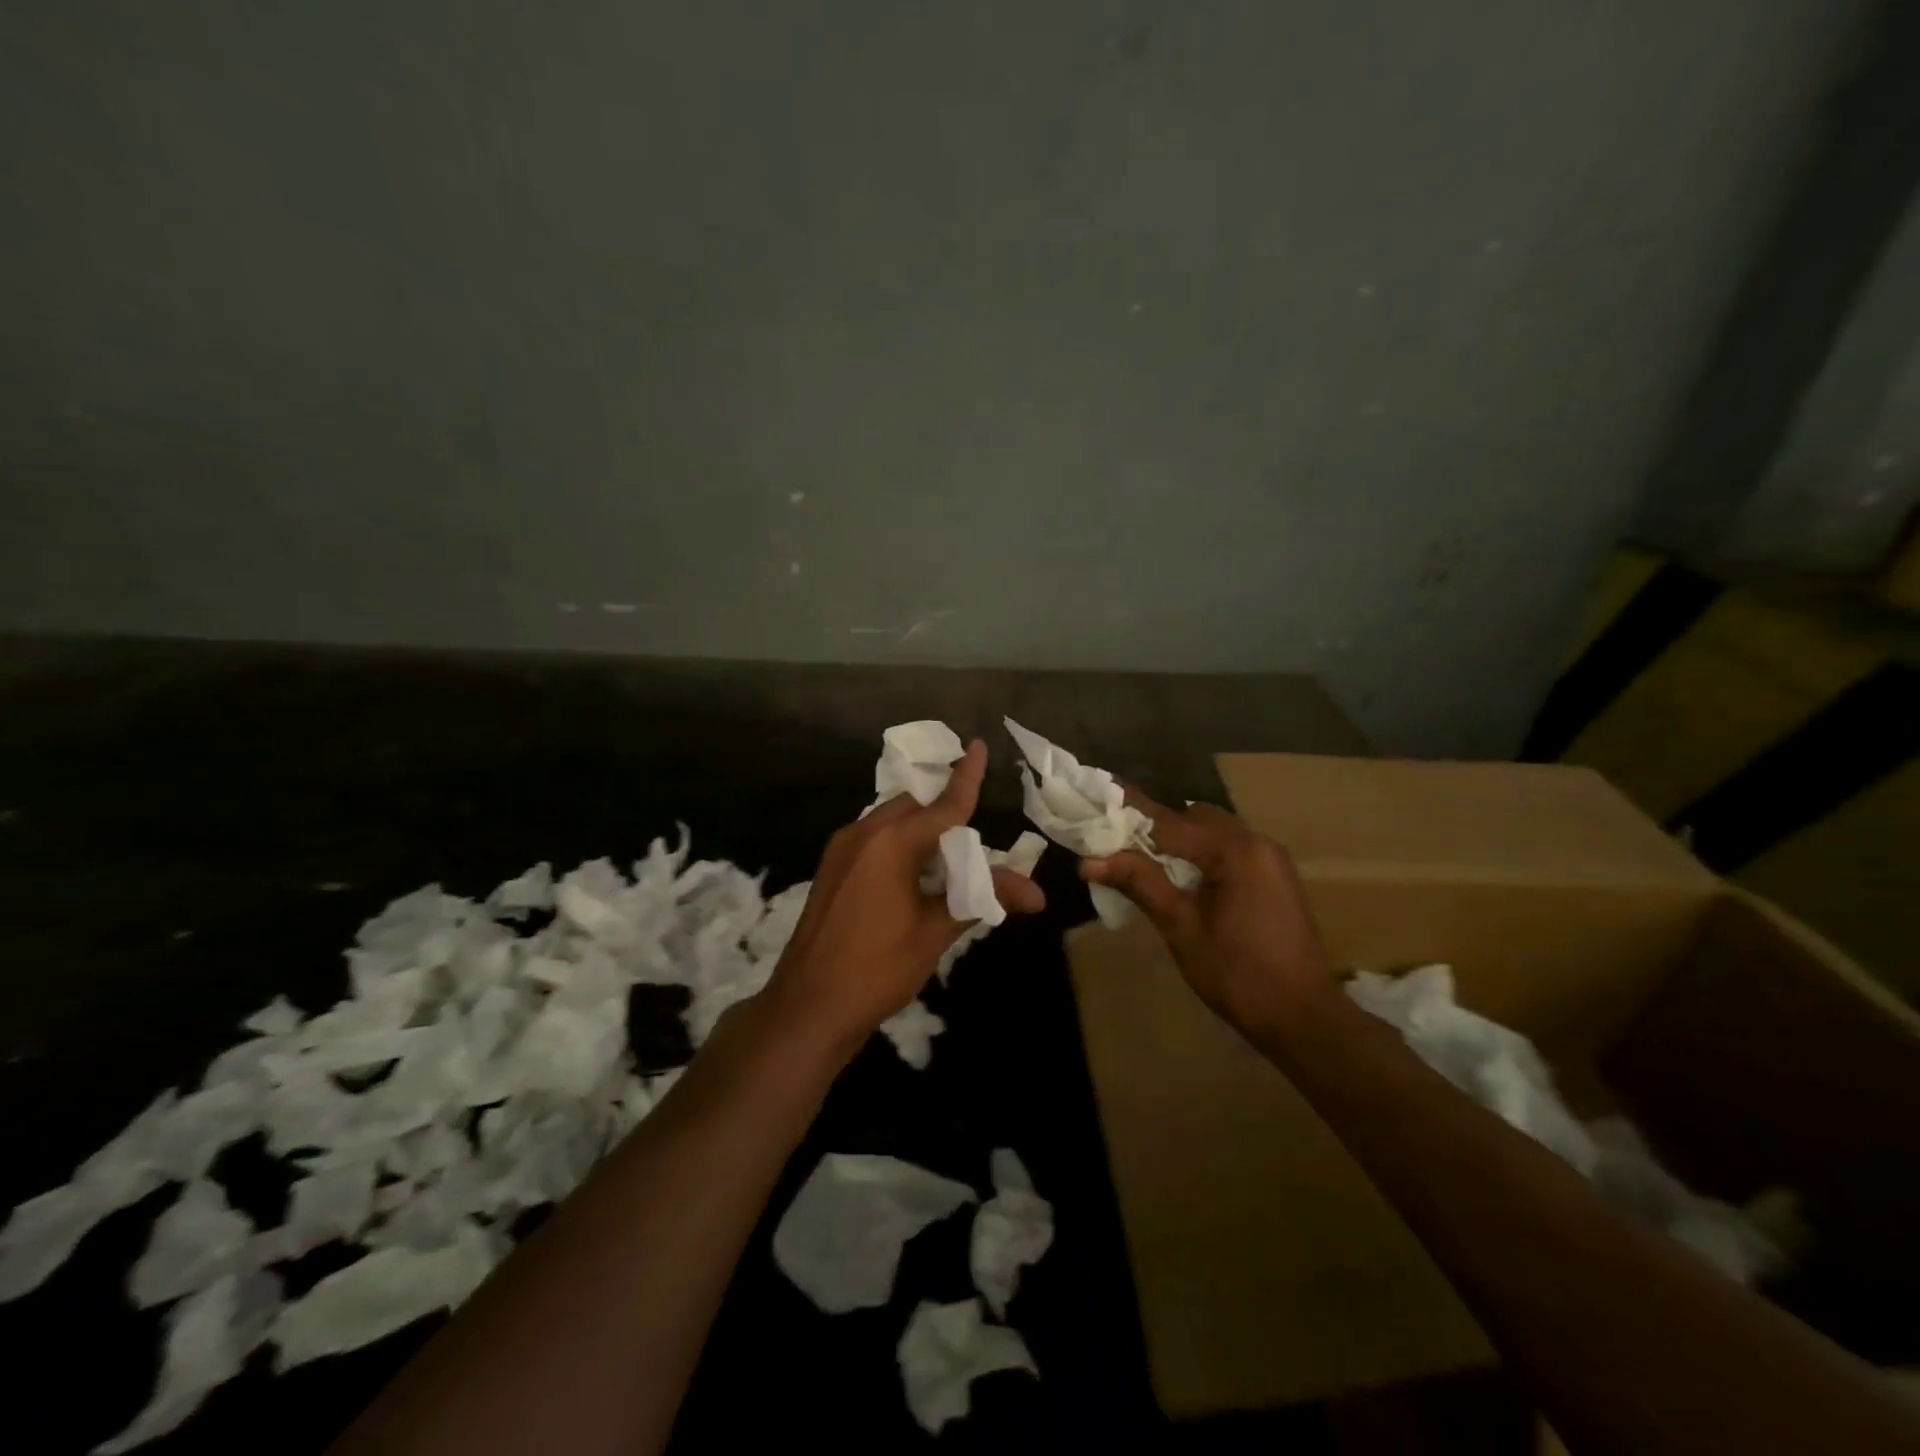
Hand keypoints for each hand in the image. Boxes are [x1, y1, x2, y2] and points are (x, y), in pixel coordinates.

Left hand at [763, 740, 1045, 1053]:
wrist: (808, 1007)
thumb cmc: (878, 968)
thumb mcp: (936, 931)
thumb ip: (983, 898)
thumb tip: (1037, 894)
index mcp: (891, 842)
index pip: (944, 804)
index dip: (966, 776)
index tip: (977, 745)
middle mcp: (863, 833)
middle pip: (915, 807)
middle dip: (945, 809)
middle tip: (976, 825)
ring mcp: (841, 849)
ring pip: (892, 821)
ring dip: (922, 828)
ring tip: (951, 851)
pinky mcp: (832, 868)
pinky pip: (875, 839)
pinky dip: (901, 843)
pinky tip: (916, 871)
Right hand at [1081, 791, 1334, 1036]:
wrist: (1303, 1018)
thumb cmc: (1237, 974)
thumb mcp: (1181, 927)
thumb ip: (1139, 883)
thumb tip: (1089, 860)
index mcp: (1235, 849)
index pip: (1168, 821)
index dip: (1128, 813)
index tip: (1096, 797)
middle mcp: (1256, 842)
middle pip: (1192, 818)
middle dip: (1152, 826)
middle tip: (1112, 839)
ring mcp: (1269, 859)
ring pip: (1210, 833)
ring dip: (1176, 840)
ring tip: (1137, 858)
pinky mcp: (1273, 877)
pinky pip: (1227, 850)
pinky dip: (1198, 854)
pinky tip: (1176, 876)